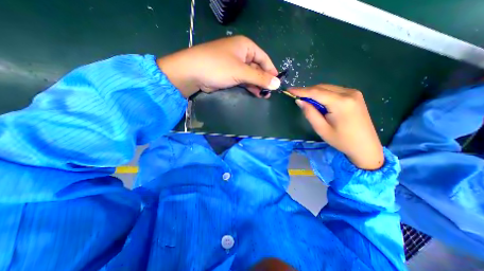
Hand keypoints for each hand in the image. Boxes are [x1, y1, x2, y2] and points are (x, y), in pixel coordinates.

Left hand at [157, 35, 281, 97]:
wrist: (193, 73)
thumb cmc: (218, 67)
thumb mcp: (241, 72)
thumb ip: (260, 78)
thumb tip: (277, 84)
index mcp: (246, 47)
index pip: (264, 58)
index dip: (271, 71)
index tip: (277, 83)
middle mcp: (241, 54)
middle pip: (258, 68)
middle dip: (264, 80)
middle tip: (270, 93)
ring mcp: (235, 65)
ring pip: (250, 76)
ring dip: (257, 85)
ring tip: (264, 95)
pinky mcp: (229, 75)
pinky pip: (243, 80)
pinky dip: (249, 87)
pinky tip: (255, 93)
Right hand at [289, 84, 384, 168]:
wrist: (365, 146)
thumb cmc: (341, 140)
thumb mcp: (321, 129)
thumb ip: (310, 113)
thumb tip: (299, 101)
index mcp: (341, 102)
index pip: (316, 92)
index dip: (301, 90)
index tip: (289, 89)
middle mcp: (349, 93)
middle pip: (322, 87)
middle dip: (307, 91)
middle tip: (296, 97)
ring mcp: (353, 93)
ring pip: (327, 88)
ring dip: (314, 93)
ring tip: (305, 101)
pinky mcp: (354, 95)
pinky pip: (333, 90)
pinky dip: (323, 94)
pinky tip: (319, 102)